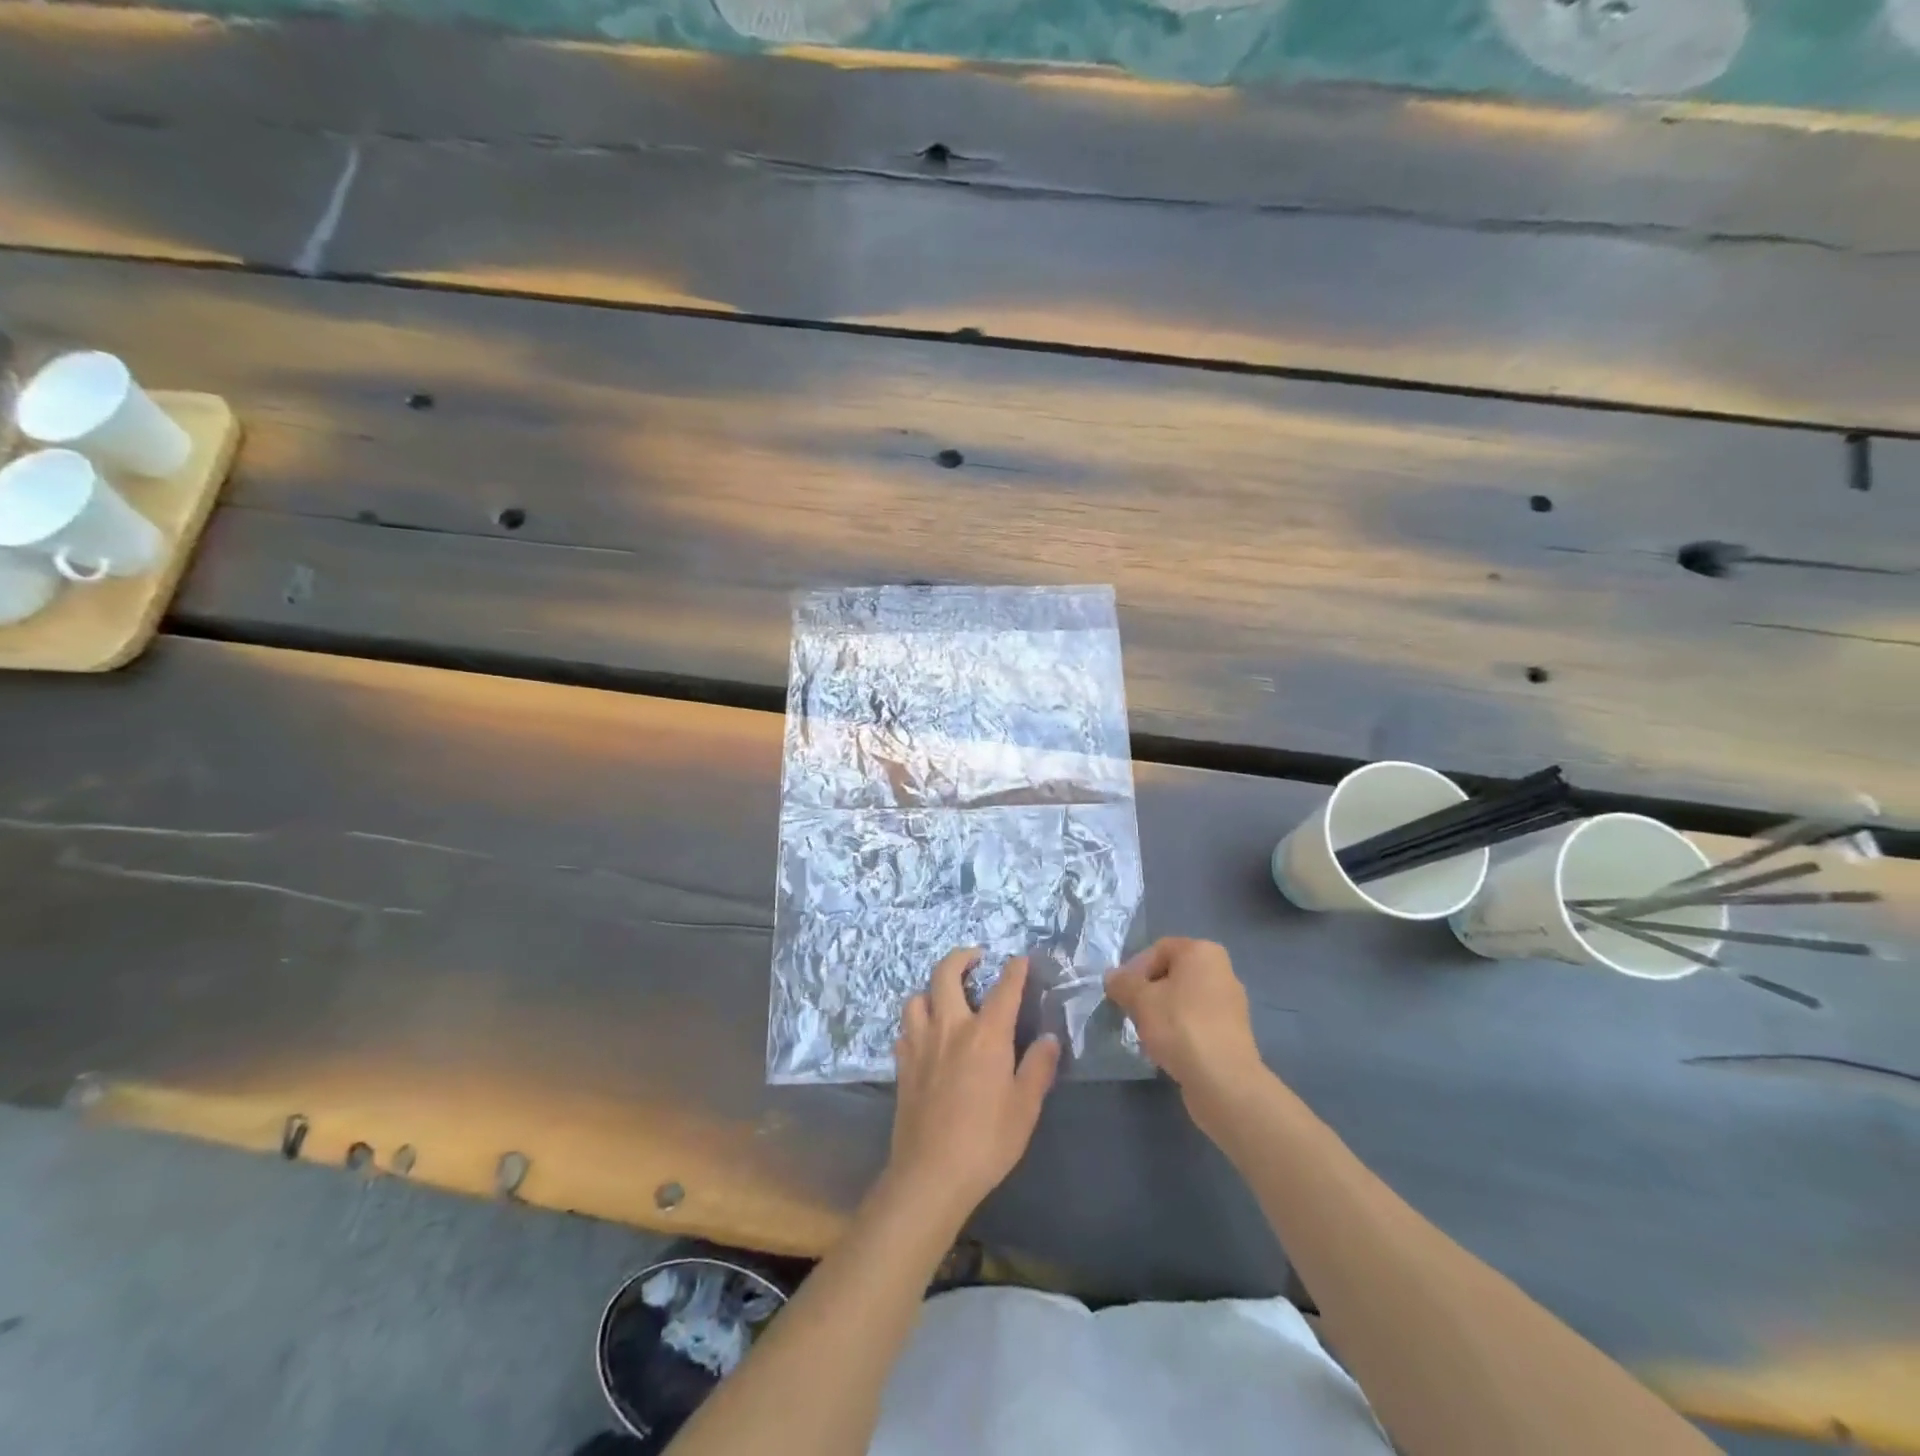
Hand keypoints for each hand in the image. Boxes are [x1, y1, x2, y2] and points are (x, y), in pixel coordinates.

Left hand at [887, 948, 1060, 1225]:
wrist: (931, 1173)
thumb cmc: (986, 1141)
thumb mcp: (1025, 1107)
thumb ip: (1038, 1067)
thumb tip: (1049, 1037)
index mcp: (985, 1034)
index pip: (1003, 989)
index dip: (1014, 970)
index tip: (1020, 959)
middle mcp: (949, 1027)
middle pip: (946, 974)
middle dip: (961, 957)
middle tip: (976, 958)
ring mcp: (920, 1043)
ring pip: (917, 997)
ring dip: (932, 989)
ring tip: (946, 997)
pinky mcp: (902, 1064)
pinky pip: (905, 1028)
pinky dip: (917, 1021)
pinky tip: (926, 1035)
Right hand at [1104, 938, 1267, 1133]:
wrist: (1223, 1080)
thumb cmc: (1180, 1026)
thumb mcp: (1140, 1000)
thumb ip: (1122, 983)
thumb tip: (1112, 977)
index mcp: (1202, 952)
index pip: (1158, 949)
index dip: (1135, 969)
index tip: (1122, 993)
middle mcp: (1221, 970)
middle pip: (1172, 973)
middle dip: (1148, 991)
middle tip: (1132, 1011)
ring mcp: (1231, 1002)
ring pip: (1184, 999)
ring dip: (1163, 1011)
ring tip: (1148, 1033)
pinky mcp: (1233, 1032)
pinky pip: (1198, 1021)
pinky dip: (1181, 1029)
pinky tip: (1169, 1048)